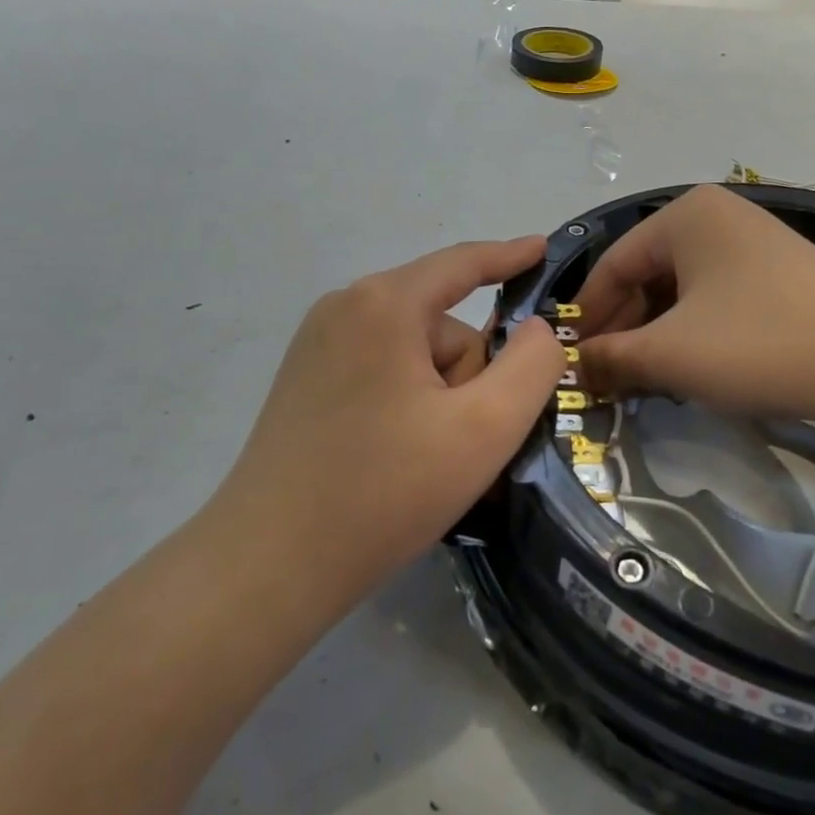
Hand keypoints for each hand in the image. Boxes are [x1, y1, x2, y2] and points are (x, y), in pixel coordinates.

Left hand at [219, 238, 564, 591]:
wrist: (270, 564)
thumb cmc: (385, 490)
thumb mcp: (484, 427)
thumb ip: (532, 366)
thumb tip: (535, 330)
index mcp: (384, 304)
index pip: (462, 263)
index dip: (509, 256)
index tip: (544, 249)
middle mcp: (344, 309)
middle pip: (441, 325)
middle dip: (469, 375)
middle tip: (466, 441)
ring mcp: (316, 347)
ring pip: (413, 354)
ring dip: (440, 397)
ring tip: (428, 461)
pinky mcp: (304, 383)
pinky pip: (382, 373)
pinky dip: (409, 404)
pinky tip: (398, 458)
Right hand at [576, 185, 814, 421]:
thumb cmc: (759, 342)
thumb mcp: (670, 354)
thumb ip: (609, 358)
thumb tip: (571, 368)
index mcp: (684, 216)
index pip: (612, 265)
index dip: (587, 317)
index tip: (572, 363)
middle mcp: (717, 218)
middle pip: (647, 276)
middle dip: (623, 330)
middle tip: (607, 380)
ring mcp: (754, 246)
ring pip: (681, 292)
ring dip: (656, 337)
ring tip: (644, 382)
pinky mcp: (781, 277)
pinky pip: (716, 301)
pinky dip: (692, 335)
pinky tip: (689, 370)